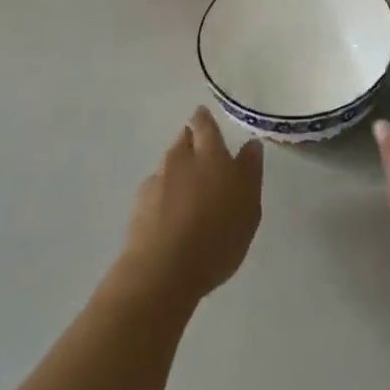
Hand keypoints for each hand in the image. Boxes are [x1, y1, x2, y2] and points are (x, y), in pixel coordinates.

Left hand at [114, 107, 263, 305]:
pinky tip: (170, 211)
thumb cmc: (217, 238)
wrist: (162, 272)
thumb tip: (251, 144)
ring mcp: (157, 181)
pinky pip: (155, 188)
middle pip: (184, 138)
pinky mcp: (139, 204)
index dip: (204, 119)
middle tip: (202, 152)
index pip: (205, 124)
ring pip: (169, 162)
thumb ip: (250, 172)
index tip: (205, 117)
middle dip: (191, 138)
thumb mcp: (249, 208)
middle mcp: (181, 159)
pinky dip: (164, 192)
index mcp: (211, 155)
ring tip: (188, 186)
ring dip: (178, 167)